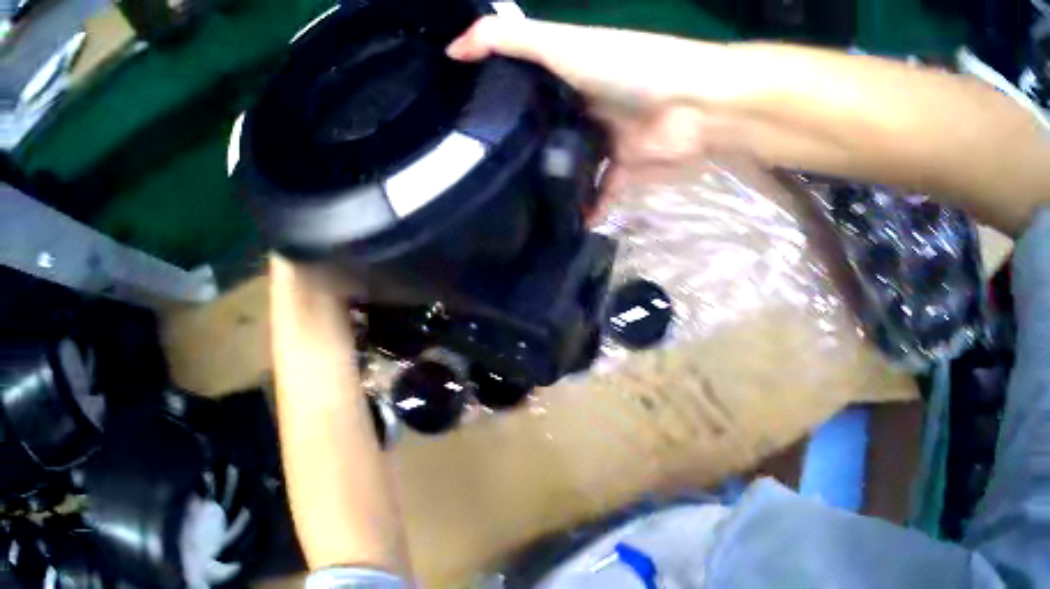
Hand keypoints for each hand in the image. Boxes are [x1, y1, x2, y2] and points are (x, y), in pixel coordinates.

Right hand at [447, 17, 734, 201]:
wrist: (697, 106)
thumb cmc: (626, 67)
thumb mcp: (558, 42)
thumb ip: (505, 38)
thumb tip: (450, 50)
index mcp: (561, 71)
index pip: (512, 83)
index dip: (481, 96)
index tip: (445, 122)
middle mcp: (577, 103)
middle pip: (534, 127)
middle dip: (505, 147)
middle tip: (462, 178)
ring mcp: (602, 138)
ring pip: (563, 162)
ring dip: (540, 181)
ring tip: (497, 208)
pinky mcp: (625, 169)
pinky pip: (597, 192)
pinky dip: (581, 207)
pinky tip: (551, 225)